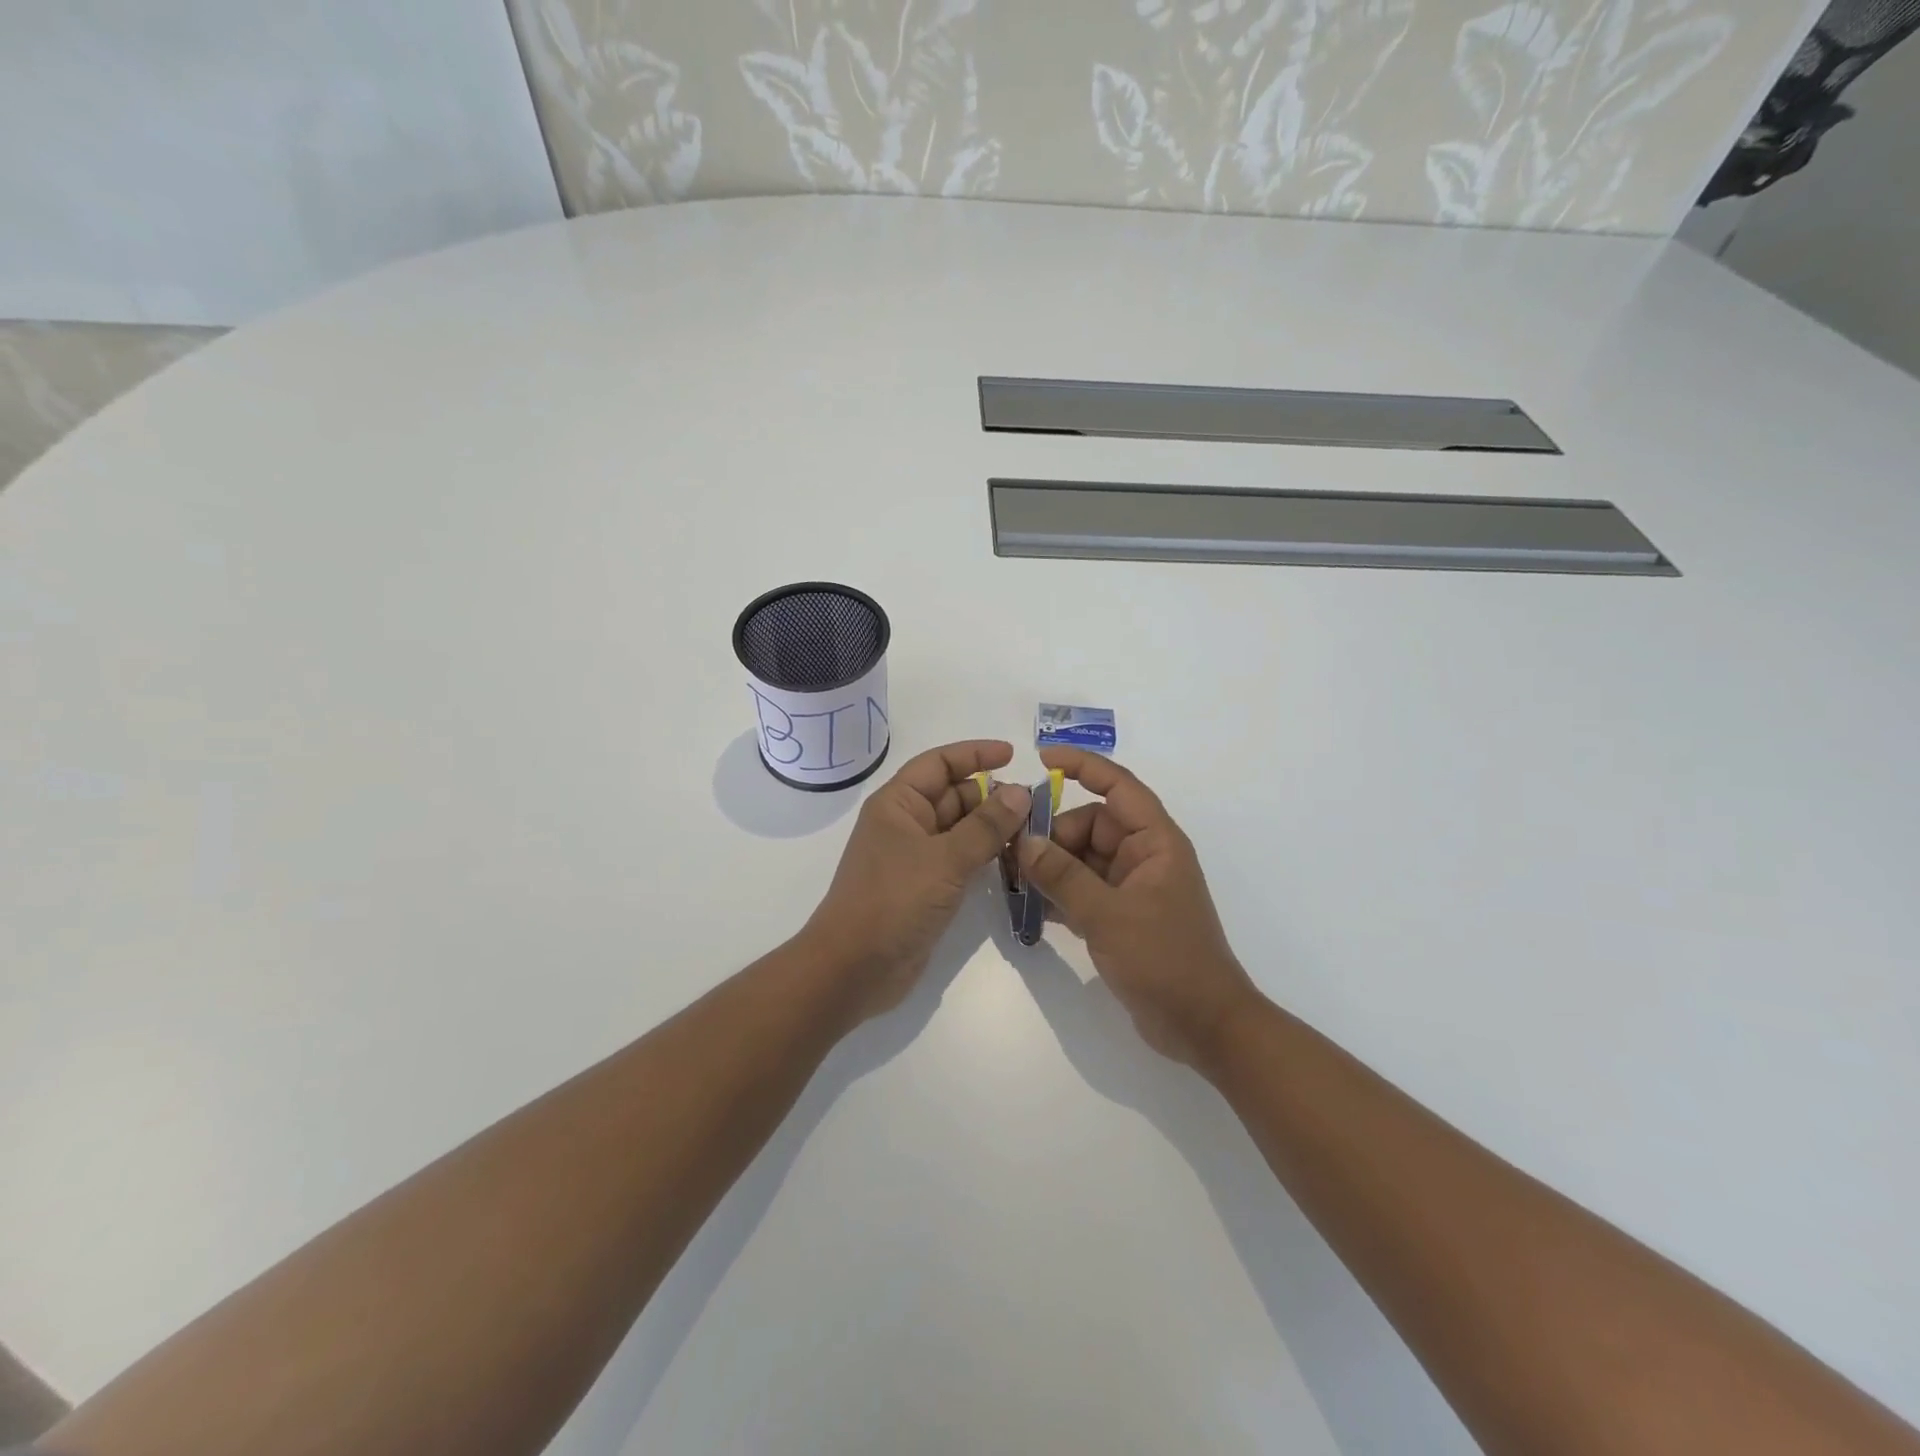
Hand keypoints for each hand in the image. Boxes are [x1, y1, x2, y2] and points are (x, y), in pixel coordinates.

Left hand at [801, 740, 1031, 1022]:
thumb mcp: (944, 859)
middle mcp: (906, 824)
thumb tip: (1021, 792)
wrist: (854, 969)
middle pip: (953, 795)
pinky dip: (985, 856)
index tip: (1014, 755)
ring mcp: (915, 858)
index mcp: (898, 804)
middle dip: (992, 795)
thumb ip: (986, 826)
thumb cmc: (893, 901)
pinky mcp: (926, 888)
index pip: (939, 763)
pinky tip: (1016, 860)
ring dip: (993, 827)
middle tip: (1037, 805)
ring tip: (1034, 831)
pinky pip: (960, 860)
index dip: (974, 754)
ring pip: (960, 829)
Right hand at [1018, 748, 1262, 1067]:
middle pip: (1090, 825)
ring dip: (1051, 866)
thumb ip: (1062, 875)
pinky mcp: (1121, 916)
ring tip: (1013, 881)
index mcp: (1155, 842)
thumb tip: (1025, 841)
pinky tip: (1030, 907)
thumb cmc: (1165, 959)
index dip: (1083, 766)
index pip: (1118, 787)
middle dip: (1052, 835)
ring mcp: (1132, 887)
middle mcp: (1144, 856)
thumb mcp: (1107, 914)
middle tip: (1012, 855)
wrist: (1203, 1026)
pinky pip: (1083, 889)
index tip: (1041, 758)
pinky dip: (1059, 893)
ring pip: (1083, 859)